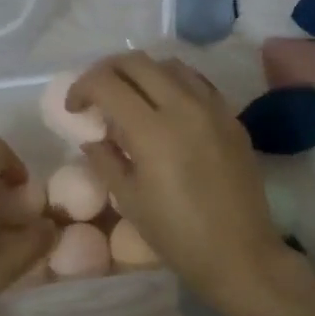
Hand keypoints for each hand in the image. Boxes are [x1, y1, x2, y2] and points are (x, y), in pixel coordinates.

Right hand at [70, 53, 292, 310]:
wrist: (239, 253)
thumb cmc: (177, 234)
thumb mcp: (129, 199)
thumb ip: (105, 159)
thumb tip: (92, 137)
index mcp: (152, 130)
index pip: (106, 83)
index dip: (82, 88)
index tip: (75, 108)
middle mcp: (183, 106)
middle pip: (136, 62)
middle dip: (107, 72)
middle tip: (96, 96)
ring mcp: (212, 107)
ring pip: (169, 65)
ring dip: (141, 73)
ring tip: (131, 99)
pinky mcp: (231, 117)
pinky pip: (197, 82)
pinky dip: (172, 82)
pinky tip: (165, 107)